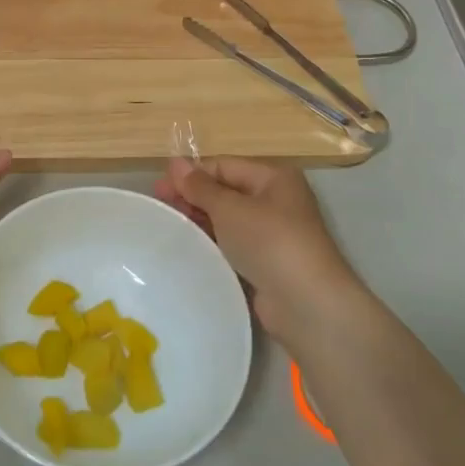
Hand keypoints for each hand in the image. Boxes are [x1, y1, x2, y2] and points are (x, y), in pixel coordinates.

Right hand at [155, 156, 371, 347]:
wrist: (306, 303)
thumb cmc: (269, 241)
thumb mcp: (230, 208)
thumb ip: (200, 186)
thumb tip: (175, 162)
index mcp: (273, 177)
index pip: (224, 166)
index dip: (191, 174)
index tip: (158, 187)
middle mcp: (276, 200)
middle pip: (226, 191)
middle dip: (193, 196)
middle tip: (159, 206)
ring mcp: (273, 233)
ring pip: (228, 219)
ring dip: (200, 219)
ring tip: (169, 226)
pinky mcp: (267, 261)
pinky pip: (233, 244)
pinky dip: (213, 242)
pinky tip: (191, 247)